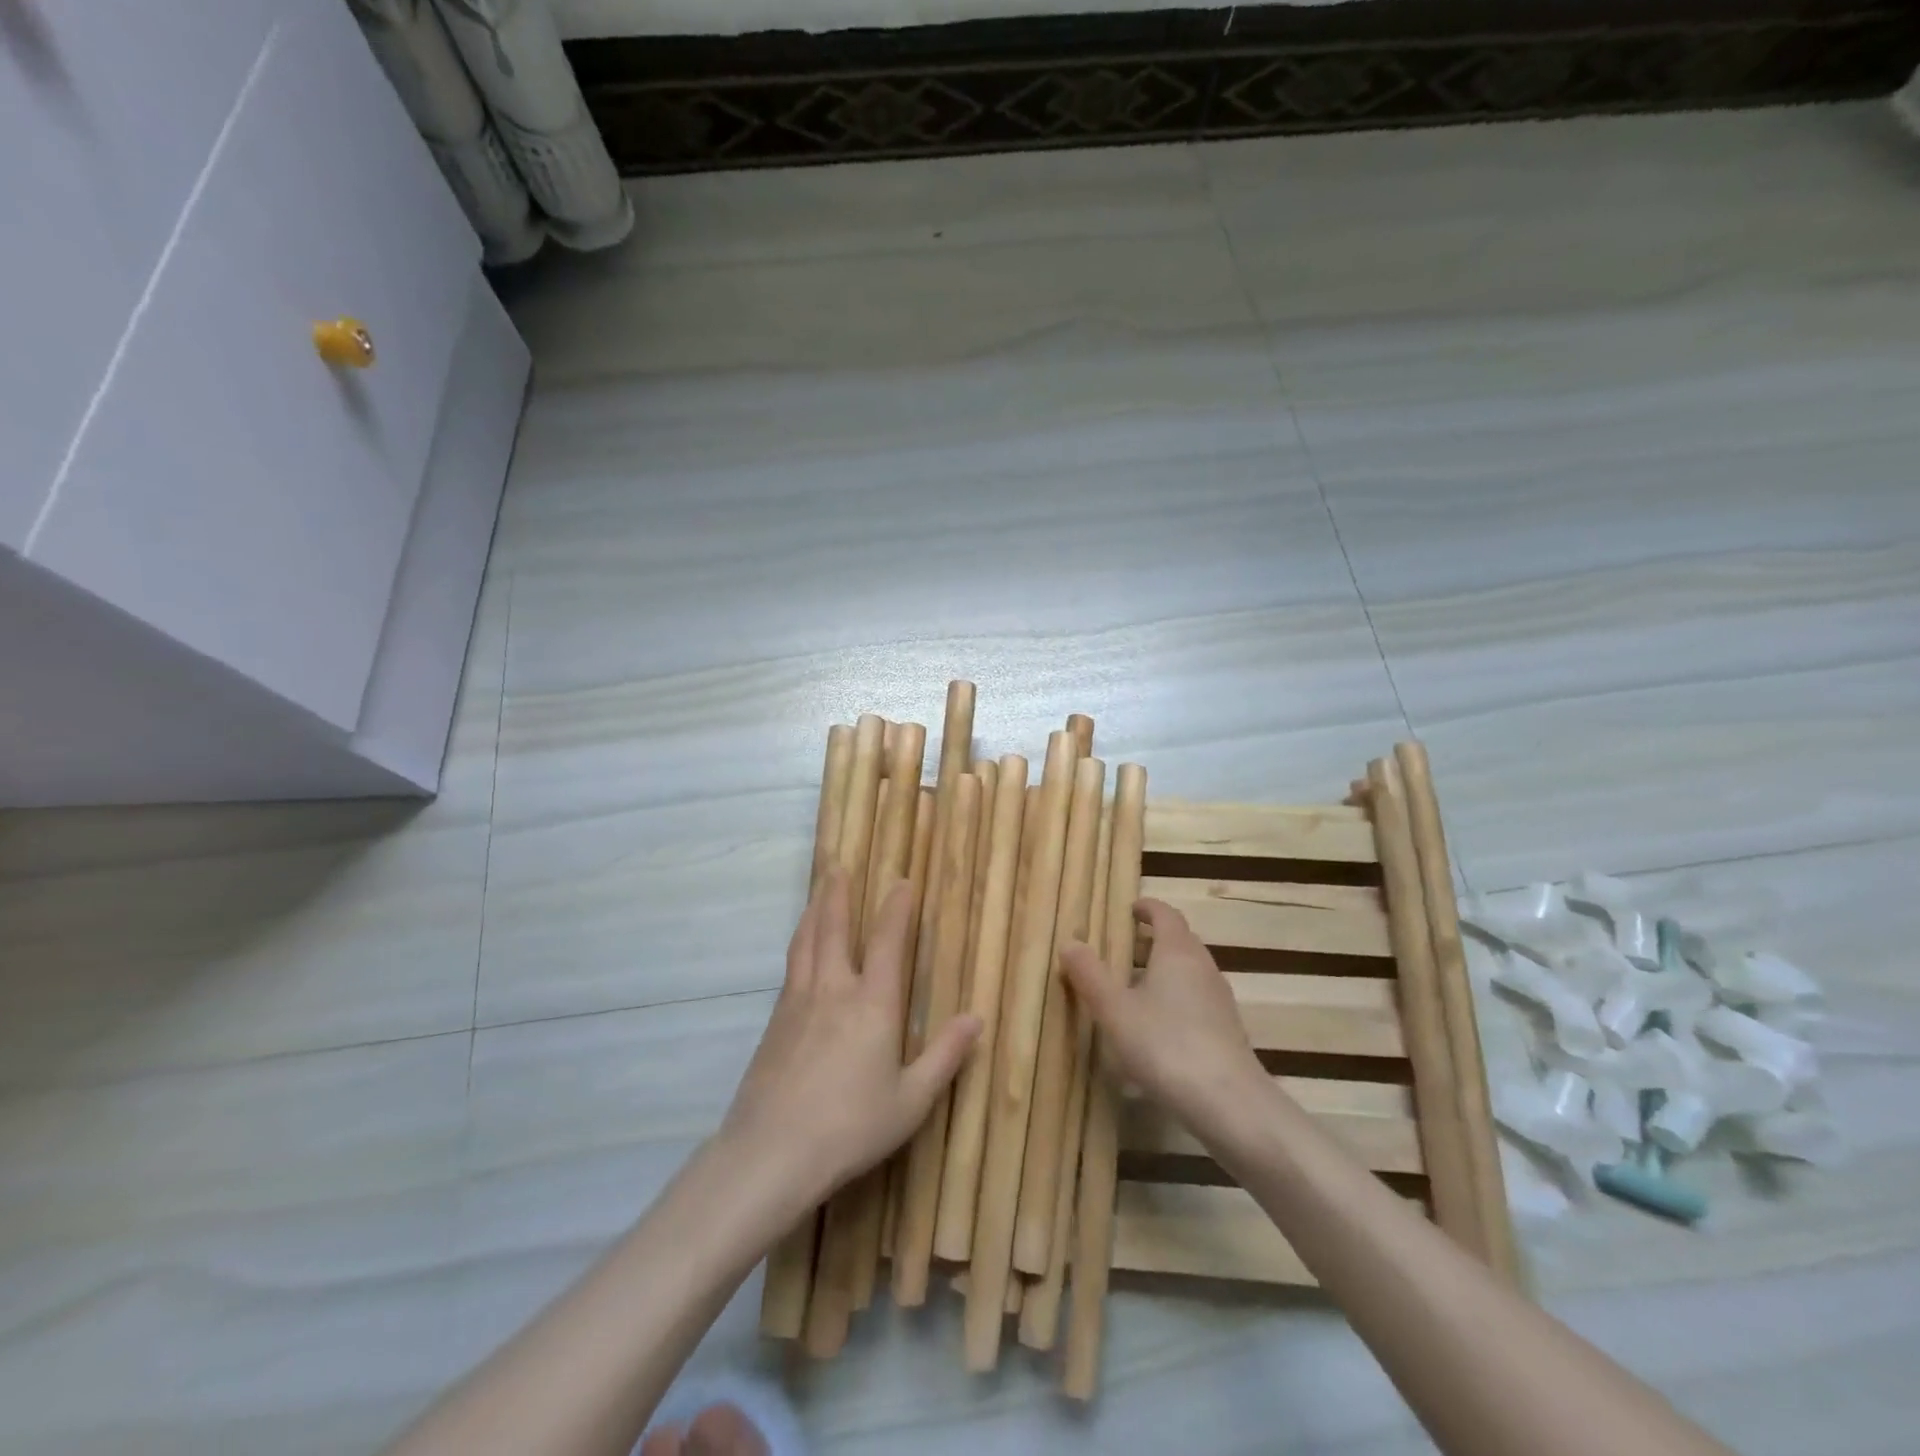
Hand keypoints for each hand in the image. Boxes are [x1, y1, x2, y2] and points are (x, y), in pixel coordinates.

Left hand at [719, 869, 980, 1209]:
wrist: (770, 1153)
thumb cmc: (850, 1126)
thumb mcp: (911, 1100)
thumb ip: (945, 1056)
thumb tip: (976, 1017)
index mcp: (872, 1003)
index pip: (887, 941)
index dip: (896, 908)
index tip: (901, 881)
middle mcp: (833, 990)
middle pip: (833, 928)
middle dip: (838, 894)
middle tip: (838, 865)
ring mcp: (797, 1003)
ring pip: (805, 942)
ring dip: (813, 911)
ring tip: (817, 891)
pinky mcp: (774, 1023)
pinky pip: (790, 967)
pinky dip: (799, 943)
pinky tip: (799, 950)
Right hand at [1062, 897, 1264, 1122]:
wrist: (1228, 1103)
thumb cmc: (1165, 1044)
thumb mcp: (1115, 1010)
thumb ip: (1090, 975)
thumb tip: (1069, 942)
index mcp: (1177, 951)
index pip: (1165, 914)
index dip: (1147, 908)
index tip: (1129, 909)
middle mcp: (1203, 967)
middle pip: (1180, 941)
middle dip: (1153, 940)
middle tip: (1123, 948)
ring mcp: (1219, 1000)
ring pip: (1189, 972)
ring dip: (1164, 971)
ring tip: (1134, 988)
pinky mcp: (1227, 1030)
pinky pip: (1197, 999)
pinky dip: (1175, 999)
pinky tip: (1157, 1027)